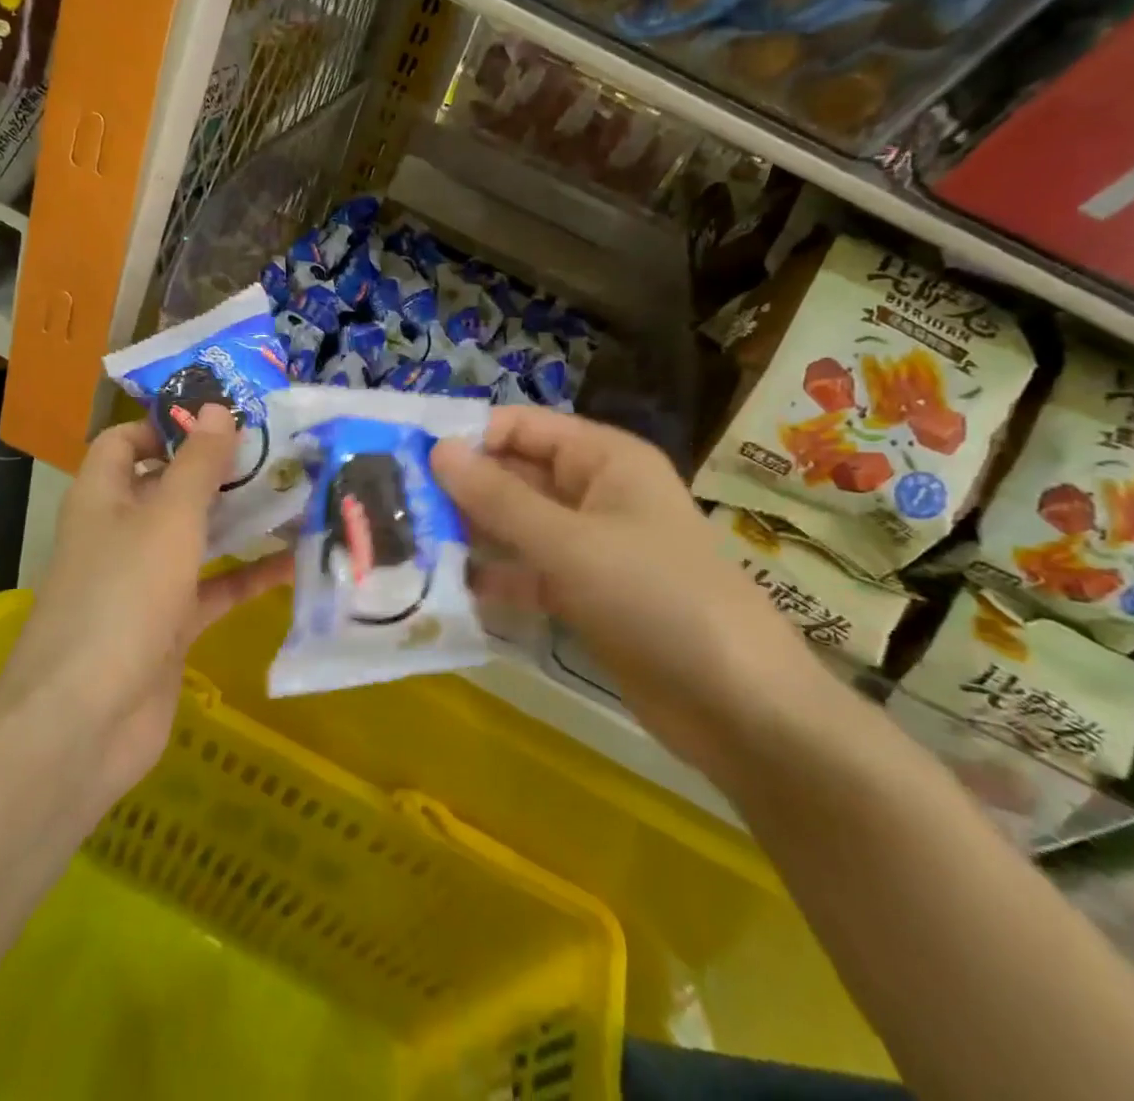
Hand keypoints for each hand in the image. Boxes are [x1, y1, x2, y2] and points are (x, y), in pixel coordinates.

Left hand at [0, 405, 293, 803]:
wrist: (86, 720)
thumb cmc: (123, 597)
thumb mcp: (168, 518)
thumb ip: (197, 464)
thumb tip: (218, 407)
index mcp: (104, 497)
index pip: (126, 441)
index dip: (168, 424)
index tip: (225, 417)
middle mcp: (121, 532)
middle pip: (169, 486)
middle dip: (219, 470)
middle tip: (279, 452)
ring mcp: (145, 582)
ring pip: (197, 537)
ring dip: (240, 521)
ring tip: (298, 496)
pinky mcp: (169, 625)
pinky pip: (215, 588)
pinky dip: (249, 576)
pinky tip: (296, 564)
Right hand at [431, 405, 815, 775]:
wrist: (738, 706)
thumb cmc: (656, 598)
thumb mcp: (569, 543)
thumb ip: (498, 499)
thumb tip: (436, 450)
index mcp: (604, 459)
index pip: (523, 427)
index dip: (468, 437)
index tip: (407, 457)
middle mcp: (596, 493)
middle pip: (517, 477)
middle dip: (462, 490)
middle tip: (394, 506)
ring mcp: (592, 547)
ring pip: (519, 527)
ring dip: (472, 534)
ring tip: (407, 544)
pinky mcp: (587, 595)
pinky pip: (530, 573)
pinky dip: (496, 578)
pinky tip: (448, 590)